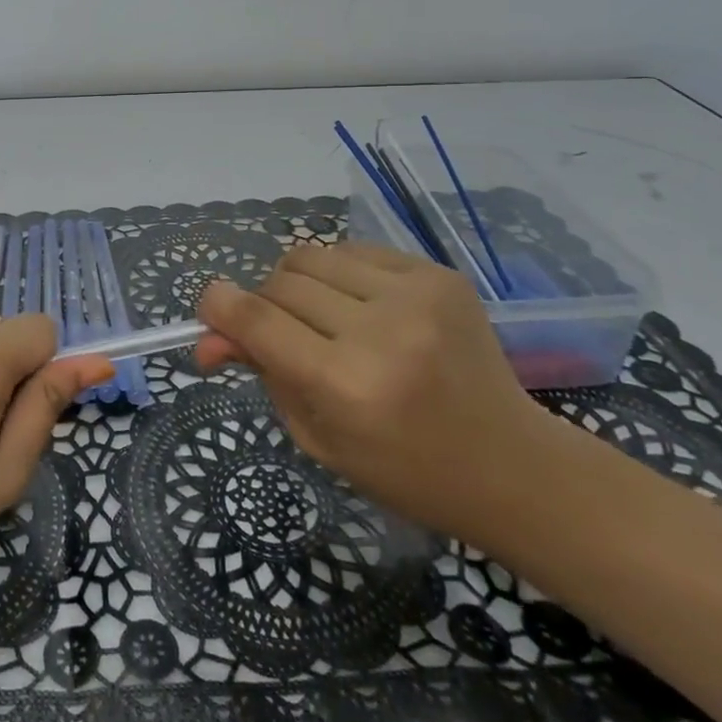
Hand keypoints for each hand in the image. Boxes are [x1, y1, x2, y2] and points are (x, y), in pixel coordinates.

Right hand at [195, 243, 552, 541]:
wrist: (512, 465)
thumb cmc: (404, 470)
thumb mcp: (317, 436)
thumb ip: (262, 374)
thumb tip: (211, 334)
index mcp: (346, 385)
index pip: (257, 320)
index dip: (220, 307)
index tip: (210, 308)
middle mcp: (379, 331)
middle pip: (280, 282)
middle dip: (264, 304)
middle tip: (283, 334)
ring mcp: (415, 295)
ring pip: (313, 256)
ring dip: (300, 284)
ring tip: (324, 318)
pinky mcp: (438, 274)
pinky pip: (355, 251)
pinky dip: (341, 274)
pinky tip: (363, 307)